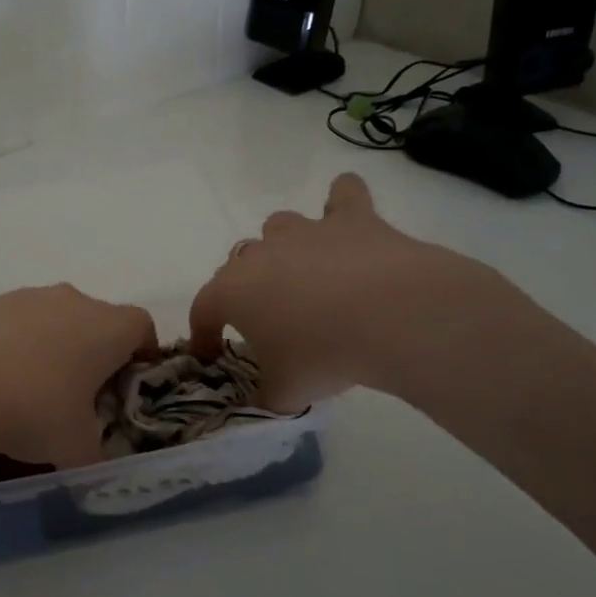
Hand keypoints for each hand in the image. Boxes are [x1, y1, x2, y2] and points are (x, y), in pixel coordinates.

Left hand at [0, 285, 156, 469]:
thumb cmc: (31, 412)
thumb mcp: (75, 448)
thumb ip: (94, 454)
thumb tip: (90, 459)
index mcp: (104, 327)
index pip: (141, 325)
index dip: (143, 352)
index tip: (130, 381)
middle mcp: (68, 301)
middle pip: (95, 320)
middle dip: (94, 352)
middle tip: (81, 394)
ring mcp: (21, 298)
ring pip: (51, 319)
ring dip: (51, 347)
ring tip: (30, 391)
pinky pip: (11, 325)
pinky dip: (11, 347)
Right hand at [189, 173, 517, 409]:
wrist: (392, 317)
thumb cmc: (323, 356)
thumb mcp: (284, 393)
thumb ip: (265, 397)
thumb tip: (264, 400)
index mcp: (232, 292)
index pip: (203, 310)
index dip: (203, 333)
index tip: (212, 354)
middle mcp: (261, 253)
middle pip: (238, 262)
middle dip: (246, 287)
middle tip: (269, 319)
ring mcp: (306, 231)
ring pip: (279, 226)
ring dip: (284, 247)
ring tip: (304, 274)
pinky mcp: (352, 219)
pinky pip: (344, 196)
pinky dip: (343, 202)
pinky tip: (348, 215)